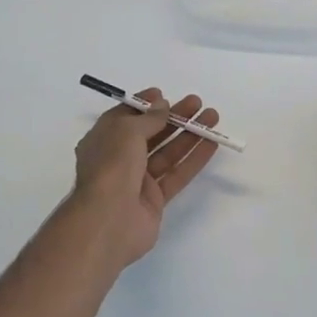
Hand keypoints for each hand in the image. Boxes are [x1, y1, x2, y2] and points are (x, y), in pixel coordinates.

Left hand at [68, 89, 220, 266]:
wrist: (108, 221)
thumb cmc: (111, 166)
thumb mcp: (126, 131)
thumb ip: (148, 118)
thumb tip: (162, 105)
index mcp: (103, 140)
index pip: (125, 117)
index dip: (145, 105)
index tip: (164, 95)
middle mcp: (119, 158)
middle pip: (151, 133)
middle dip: (174, 117)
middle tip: (197, 103)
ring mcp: (137, 181)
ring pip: (167, 153)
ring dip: (189, 134)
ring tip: (212, 117)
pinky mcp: (154, 200)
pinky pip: (176, 174)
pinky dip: (193, 159)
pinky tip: (211, 144)